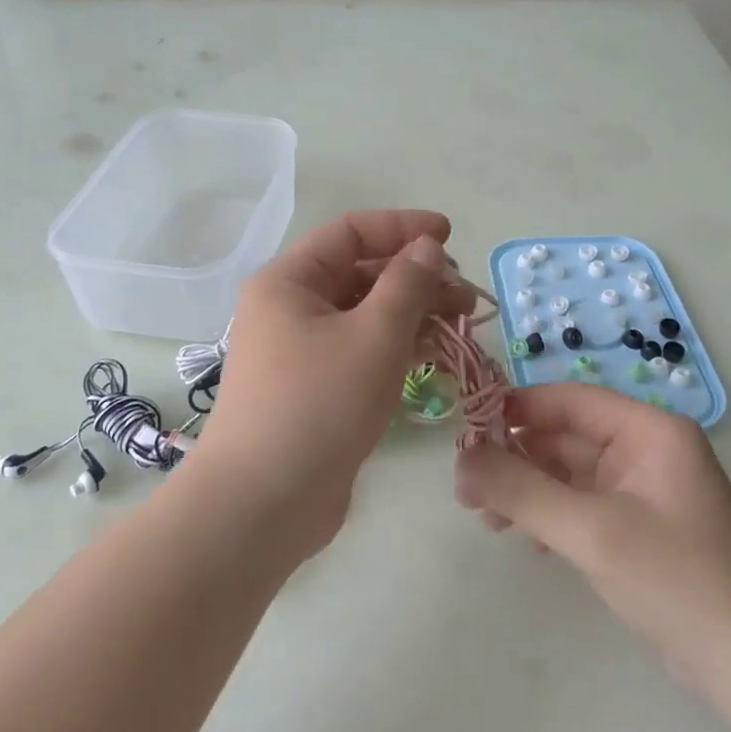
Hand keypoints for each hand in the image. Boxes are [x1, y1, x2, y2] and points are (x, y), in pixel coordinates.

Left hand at [192, 210, 470, 559]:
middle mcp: (290, 308)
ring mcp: (301, 351)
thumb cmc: (317, 405)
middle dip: (416, 277)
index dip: (402, 227)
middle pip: (360, 274)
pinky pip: (362, 350)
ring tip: (463, 323)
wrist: (264, 504)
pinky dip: (398, 346)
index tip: (449, 236)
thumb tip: (426, 247)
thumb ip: (407, 285)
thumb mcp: (373, 337)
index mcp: (289, 281)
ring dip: (414, 313)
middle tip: (467, 295)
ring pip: (365, 315)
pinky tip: (436, 353)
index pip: (350, 233)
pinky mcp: (316, 388)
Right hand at [454, 383, 730, 685]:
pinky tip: (526, 540)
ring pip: (568, 472)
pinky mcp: (638, 526)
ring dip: (527, 490)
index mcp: (648, 430)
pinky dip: (550, 515)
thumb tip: (460, 458)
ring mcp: (643, 490)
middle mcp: (646, 450)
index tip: (466, 430)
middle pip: (564, 437)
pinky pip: (581, 503)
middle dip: (514, 459)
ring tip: (485, 518)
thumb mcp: (590, 531)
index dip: (515, 409)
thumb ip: (520, 490)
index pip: (569, 400)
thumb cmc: (675, 580)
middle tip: (466, 489)